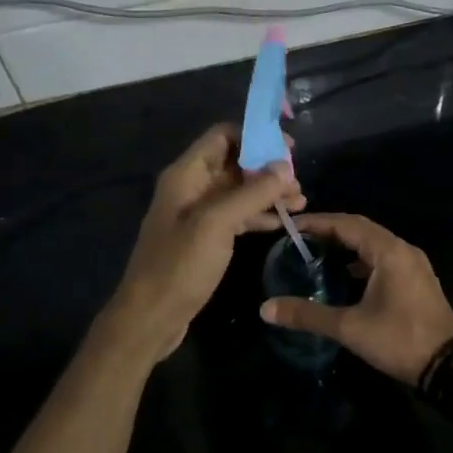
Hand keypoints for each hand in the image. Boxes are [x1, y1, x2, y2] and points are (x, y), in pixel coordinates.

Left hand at [106, 123, 301, 363]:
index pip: (222, 136)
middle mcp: (191, 188)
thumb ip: (251, 193)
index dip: (256, 136)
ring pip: (238, 191)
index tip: (289, 149)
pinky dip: (258, 215)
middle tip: (299, 182)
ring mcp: (197, 215)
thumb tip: (284, 167)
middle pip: (234, 163)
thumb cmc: (179, 265)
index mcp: (186, 175)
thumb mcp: (217, 224)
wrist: (151, 316)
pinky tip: (282, 223)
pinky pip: (236, 216)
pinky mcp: (205, 239)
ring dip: (268, 193)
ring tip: (301, 203)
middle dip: (267, 169)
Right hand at [259, 213, 452, 384]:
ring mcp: (414, 266)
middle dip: (330, 231)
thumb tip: (265, 309)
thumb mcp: (350, 328)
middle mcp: (403, 251)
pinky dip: (361, 261)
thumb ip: (307, 315)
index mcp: (389, 252)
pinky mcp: (416, 281)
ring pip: (374, 245)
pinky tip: (345, 275)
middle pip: (361, 230)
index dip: (317, 222)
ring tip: (317, 253)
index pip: (347, 224)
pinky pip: (384, 259)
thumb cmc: (399, 340)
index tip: (290, 227)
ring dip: (347, 246)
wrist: (448, 367)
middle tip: (299, 238)